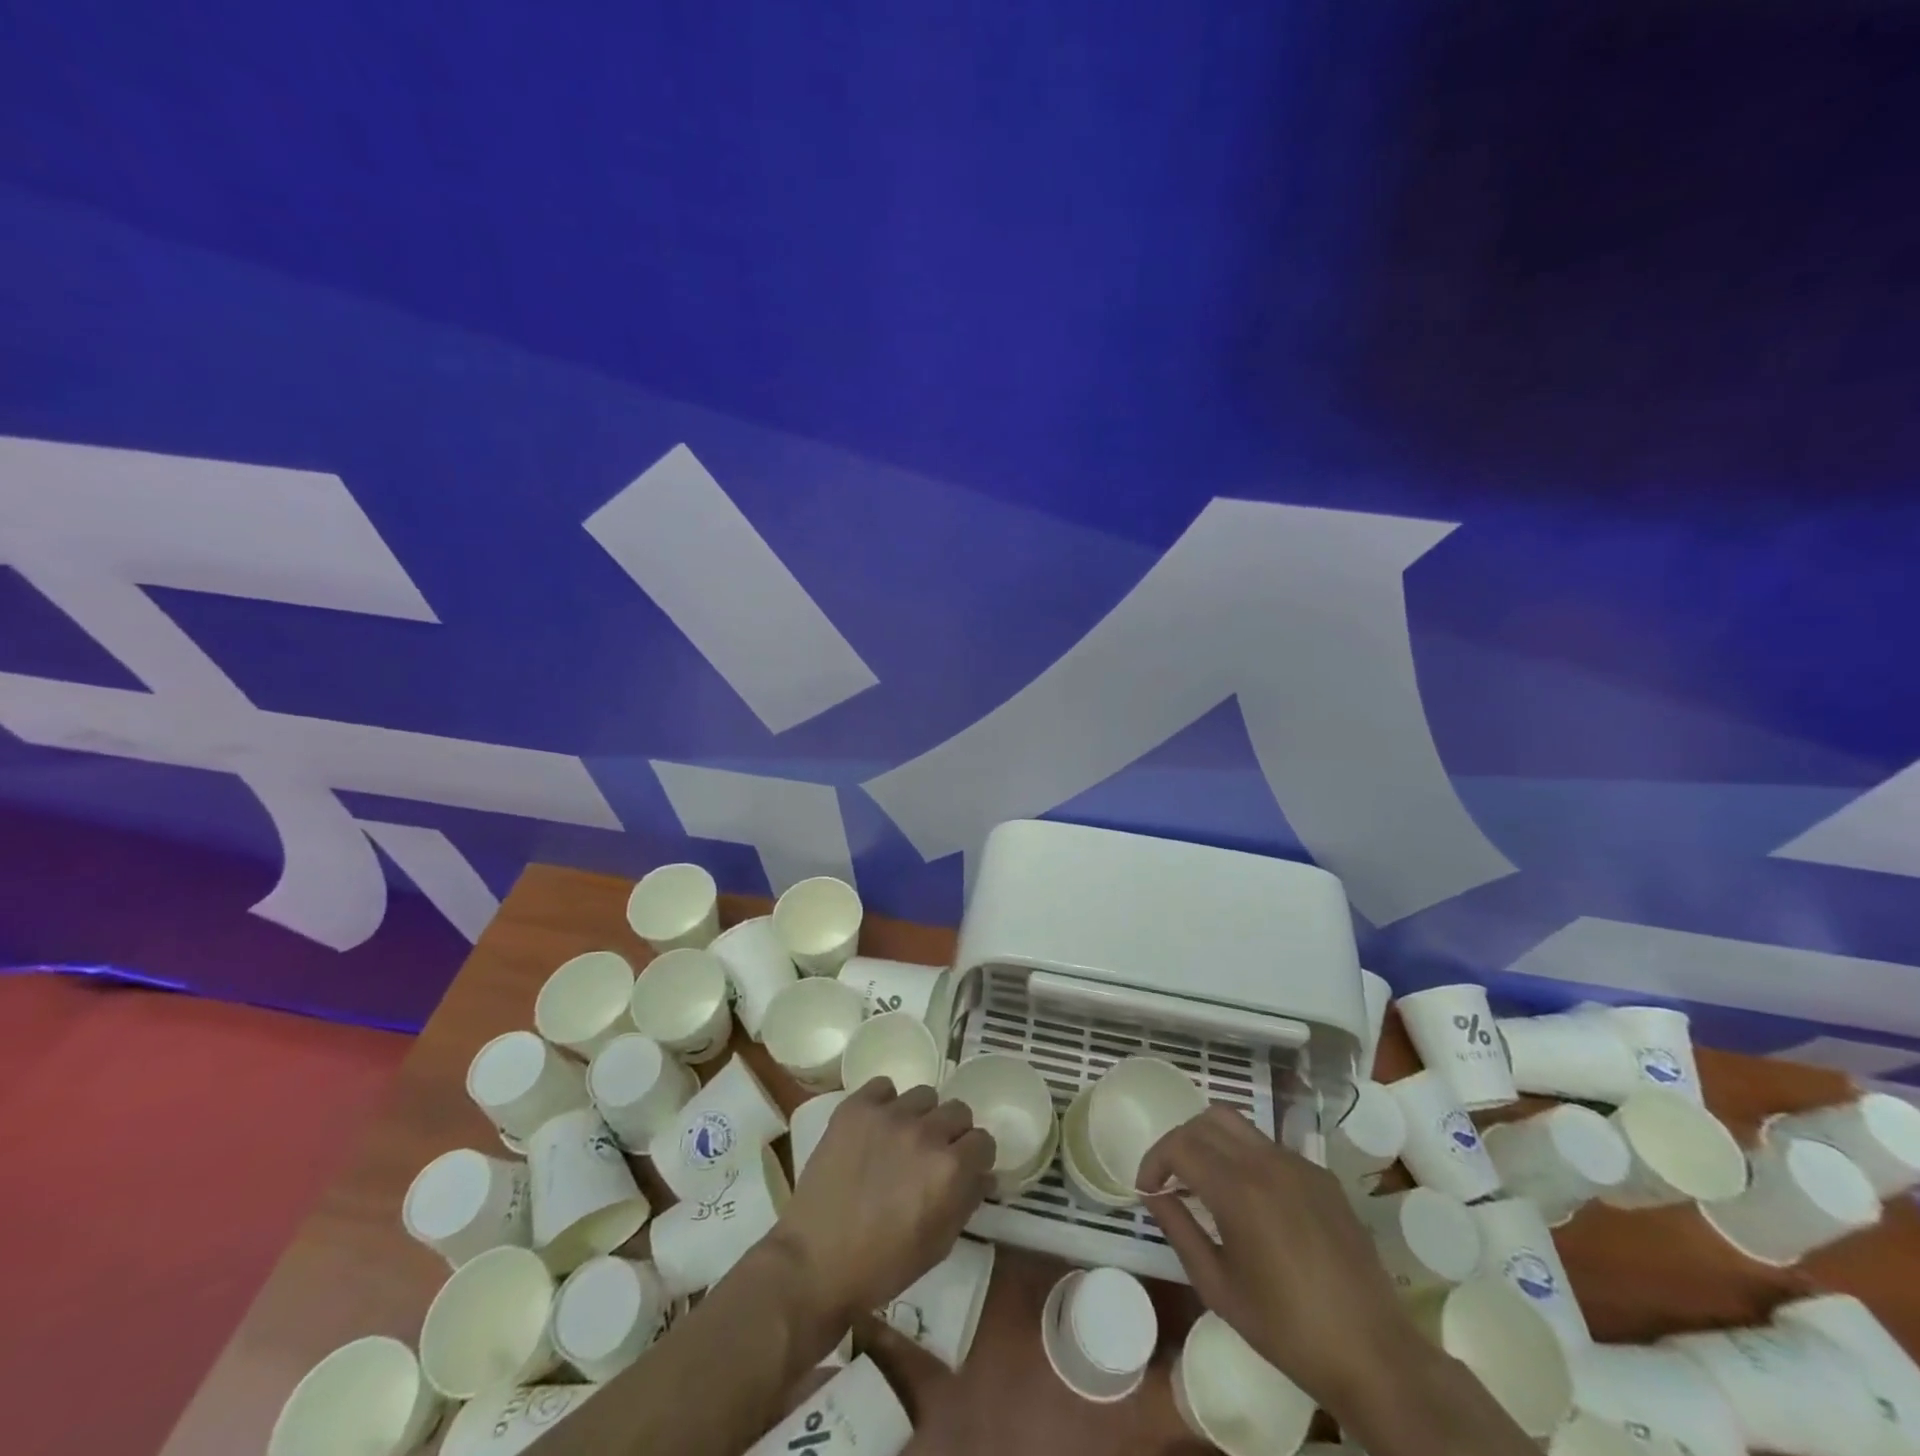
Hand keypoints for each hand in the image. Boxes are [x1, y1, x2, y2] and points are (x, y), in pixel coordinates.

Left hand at [772, 1079, 996, 1323]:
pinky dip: (885, 1103)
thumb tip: (983, 1174)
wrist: (814, 1263)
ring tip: (901, 1140)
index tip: (966, 1168)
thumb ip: (966, 1201)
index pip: (983, 1140)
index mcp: (950, 1168)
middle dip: (953, 1133)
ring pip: (924, 1095)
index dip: (976, 1157)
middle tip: (933, 1155)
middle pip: (958, 1110)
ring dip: (921, 1116)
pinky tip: (876, 1128)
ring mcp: (889, 1115)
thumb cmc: (881, 1266)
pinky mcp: (856, 1108)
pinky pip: (884, 1087)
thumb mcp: (938, 1245)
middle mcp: (925, 1132)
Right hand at [1140, 1105, 1418, 1407]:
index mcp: (1238, 1190)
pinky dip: (1246, 1158)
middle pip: (1206, 1120)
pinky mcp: (1322, 1176)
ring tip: (1206, 1183)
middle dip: (1180, 1142)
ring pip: (1239, 1125)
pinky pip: (1271, 1149)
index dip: (1154, 1161)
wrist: (1374, 1355)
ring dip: (1212, 1143)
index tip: (1148, 1189)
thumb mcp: (1218, 1287)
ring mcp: (1299, 1164)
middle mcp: (1267, 1162)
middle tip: (1172, 1179)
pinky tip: (1252, 1202)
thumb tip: (1154, 1194)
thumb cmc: (1288, 1330)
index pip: (1179, 1145)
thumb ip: (1179, 1230)